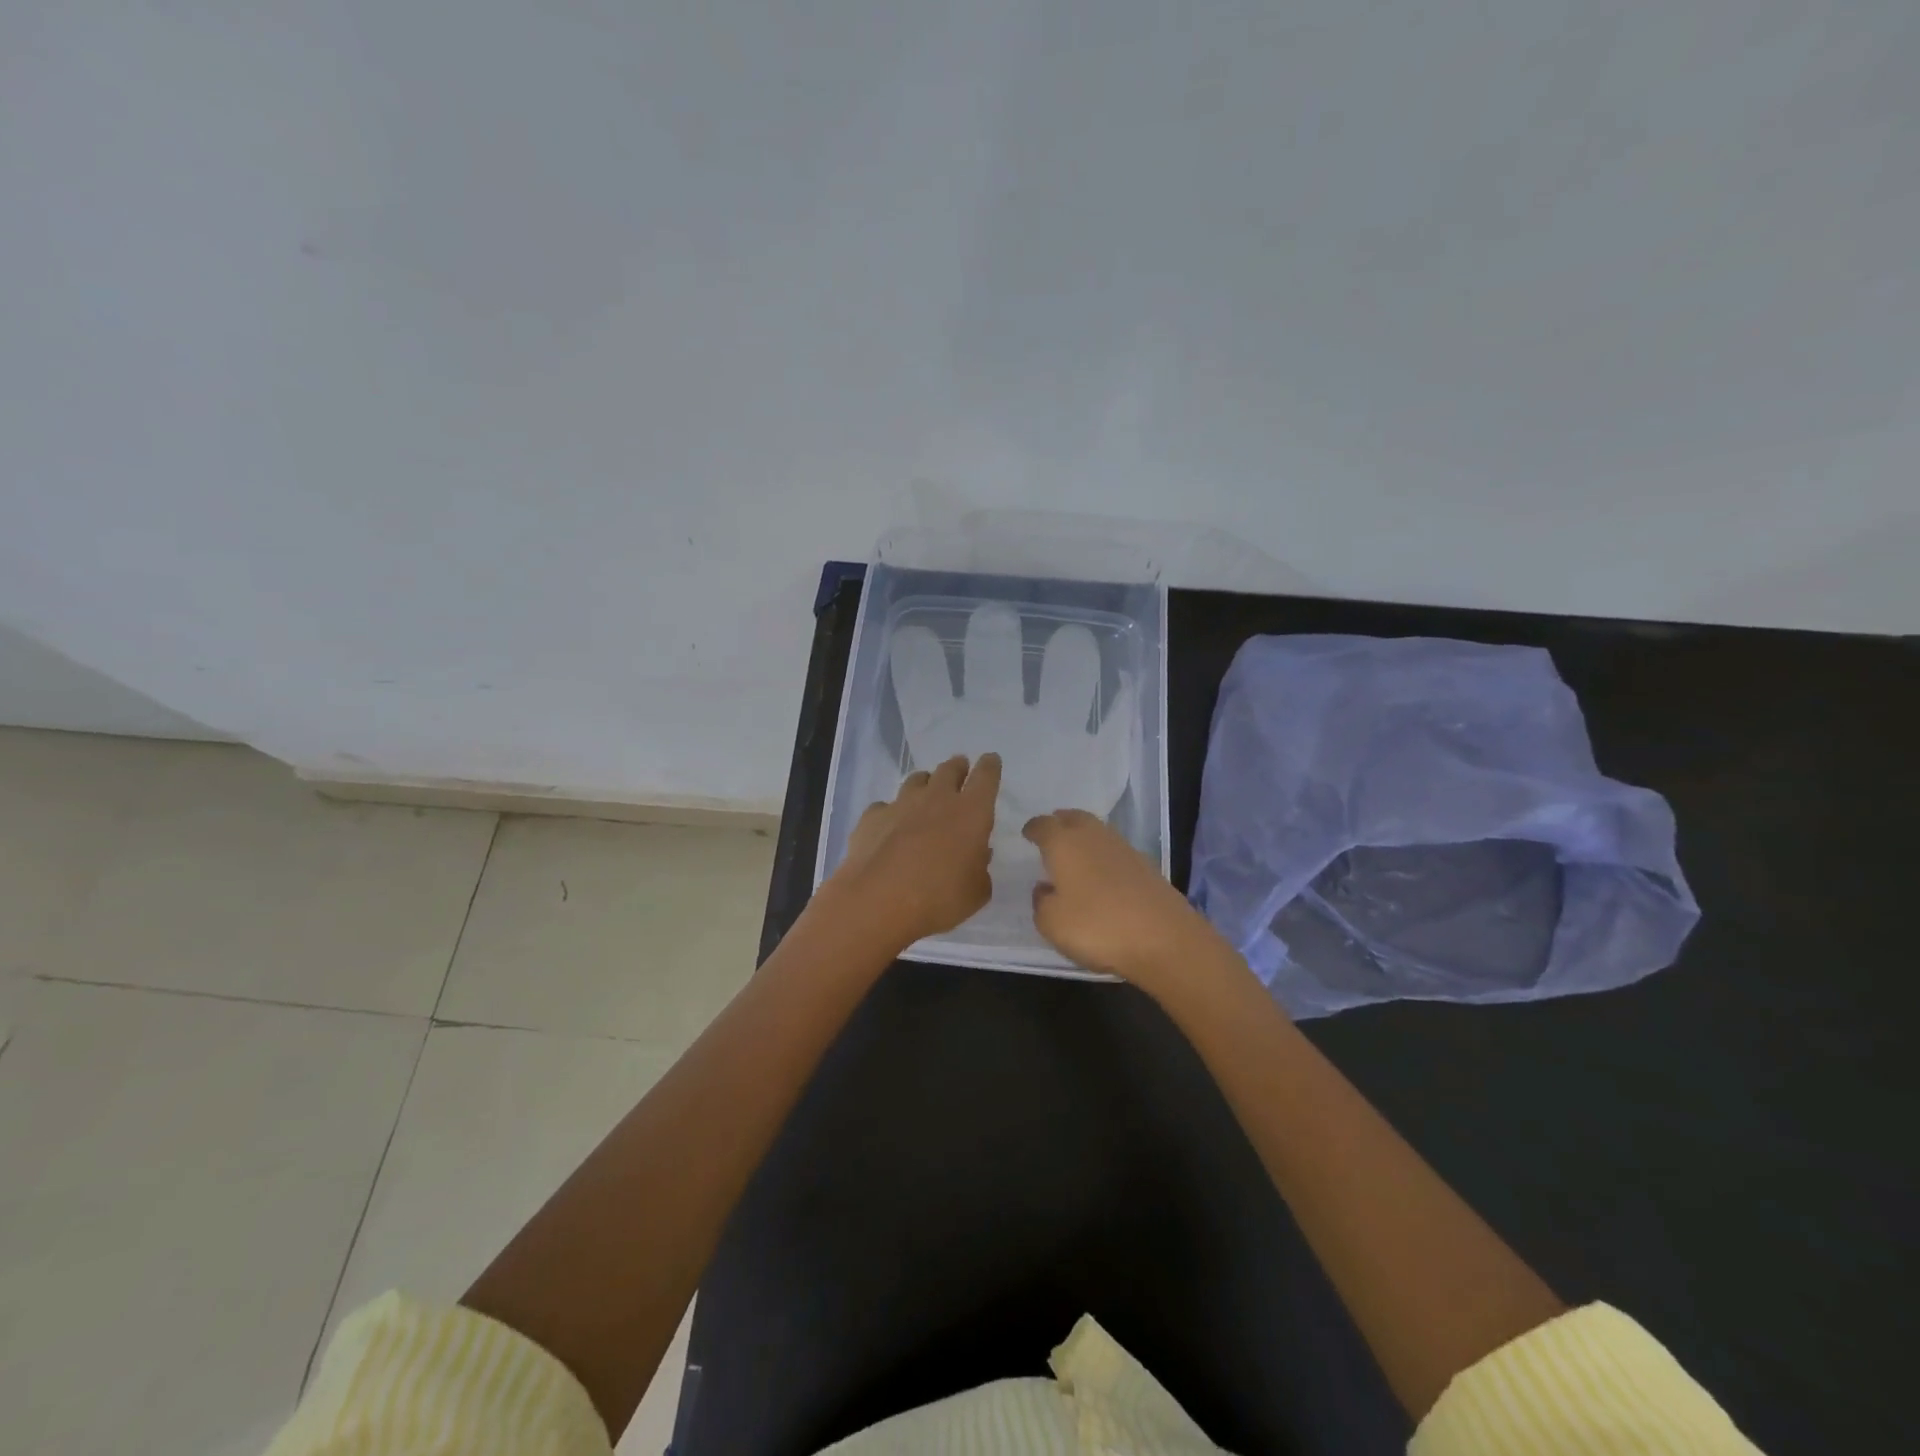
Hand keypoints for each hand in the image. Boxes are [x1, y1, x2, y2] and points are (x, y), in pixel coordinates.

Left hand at [834, 753, 1000, 947]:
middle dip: (957, 767)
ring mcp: (901, 804)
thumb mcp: (976, 892)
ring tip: (925, 794)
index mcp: (971, 812)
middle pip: (949, 769)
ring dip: (925, 784)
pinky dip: (891, 813)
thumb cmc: (939, 898)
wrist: (877, 901)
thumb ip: (980, 869)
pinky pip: (885, 806)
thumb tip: (977, 854)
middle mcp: (937, 798)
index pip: (986, 776)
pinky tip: (889, 827)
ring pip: (916, 780)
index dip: (990, 766)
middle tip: (960, 770)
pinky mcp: (872, 817)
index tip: (990, 760)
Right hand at [1023, 809, 1214, 989]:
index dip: (1033, 828)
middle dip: (1061, 822)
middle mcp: (1093, 837)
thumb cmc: (1097, 926)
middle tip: (1052, 832)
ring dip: (1084, 836)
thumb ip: (1041, 902)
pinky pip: (1115, 851)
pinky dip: (1103, 856)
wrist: (1164, 938)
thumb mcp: (1052, 923)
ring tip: (1075, 852)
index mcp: (1064, 843)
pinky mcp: (1146, 866)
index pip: (1043, 825)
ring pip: (1097, 831)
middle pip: (1074, 818)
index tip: (1027, 833)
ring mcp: (1124, 849)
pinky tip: (1101, 874)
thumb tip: (1045, 888)